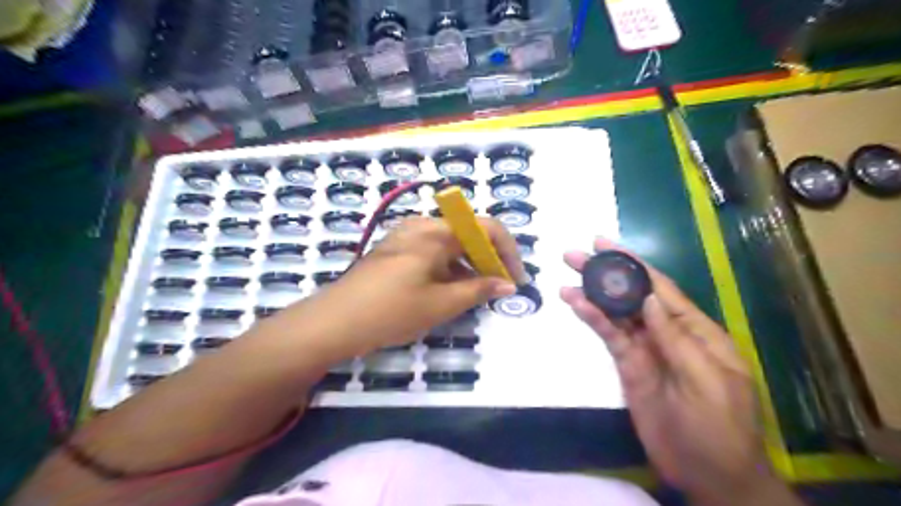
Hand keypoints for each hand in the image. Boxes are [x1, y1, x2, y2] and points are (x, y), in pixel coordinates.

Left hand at [312, 217, 524, 355]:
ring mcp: (406, 236)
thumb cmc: (391, 310)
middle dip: (489, 259)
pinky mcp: (395, 249)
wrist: (334, 321)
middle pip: (468, 234)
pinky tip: (450, 290)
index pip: (486, 228)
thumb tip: (508, 285)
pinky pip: (433, 251)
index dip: (508, 252)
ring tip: (478, 293)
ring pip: (451, 244)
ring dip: (469, 264)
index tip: (516, 279)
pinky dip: (449, 267)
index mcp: (436, 231)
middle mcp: (422, 225)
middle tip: (500, 288)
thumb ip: (479, 290)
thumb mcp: (441, 304)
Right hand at [561, 236, 797, 505]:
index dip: (633, 264)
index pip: (660, 288)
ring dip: (592, 296)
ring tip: (566, 280)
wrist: (709, 475)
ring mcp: (646, 349)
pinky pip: (610, 338)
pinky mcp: (629, 366)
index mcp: (695, 330)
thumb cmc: (720, 428)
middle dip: (605, 274)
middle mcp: (667, 332)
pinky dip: (593, 321)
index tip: (605, 244)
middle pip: (632, 295)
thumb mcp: (706, 381)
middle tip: (574, 256)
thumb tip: (649, 298)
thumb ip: (676, 339)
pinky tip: (576, 307)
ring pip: (616, 314)